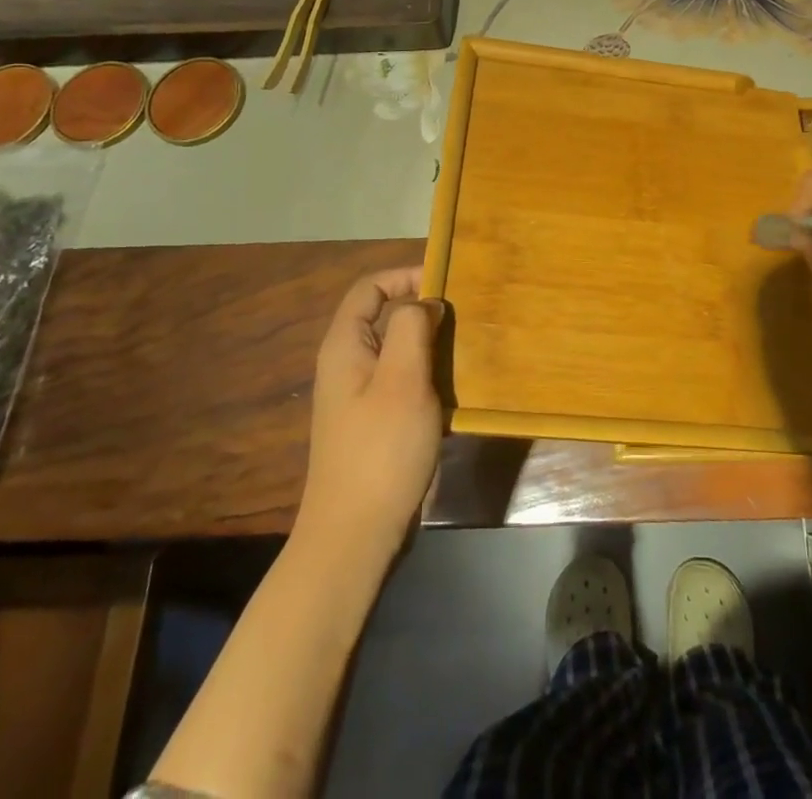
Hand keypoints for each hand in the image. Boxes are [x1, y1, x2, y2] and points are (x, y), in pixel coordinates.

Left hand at [298, 267, 444, 561]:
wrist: (355, 536)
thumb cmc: (380, 450)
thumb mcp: (402, 379)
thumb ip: (412, 327)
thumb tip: (425, 303)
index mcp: (345, 345)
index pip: (370, 287)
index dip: (405, 275)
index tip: (446, 285)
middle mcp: (347, 364)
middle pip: (385, 316)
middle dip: (424, 310)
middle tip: (464, 318)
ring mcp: (360, 395)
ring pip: (398, 350)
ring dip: (431, 344)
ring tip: (466, 349)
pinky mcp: (375, 421)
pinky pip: (403, 380)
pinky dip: (428, 374)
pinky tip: (454, 387)